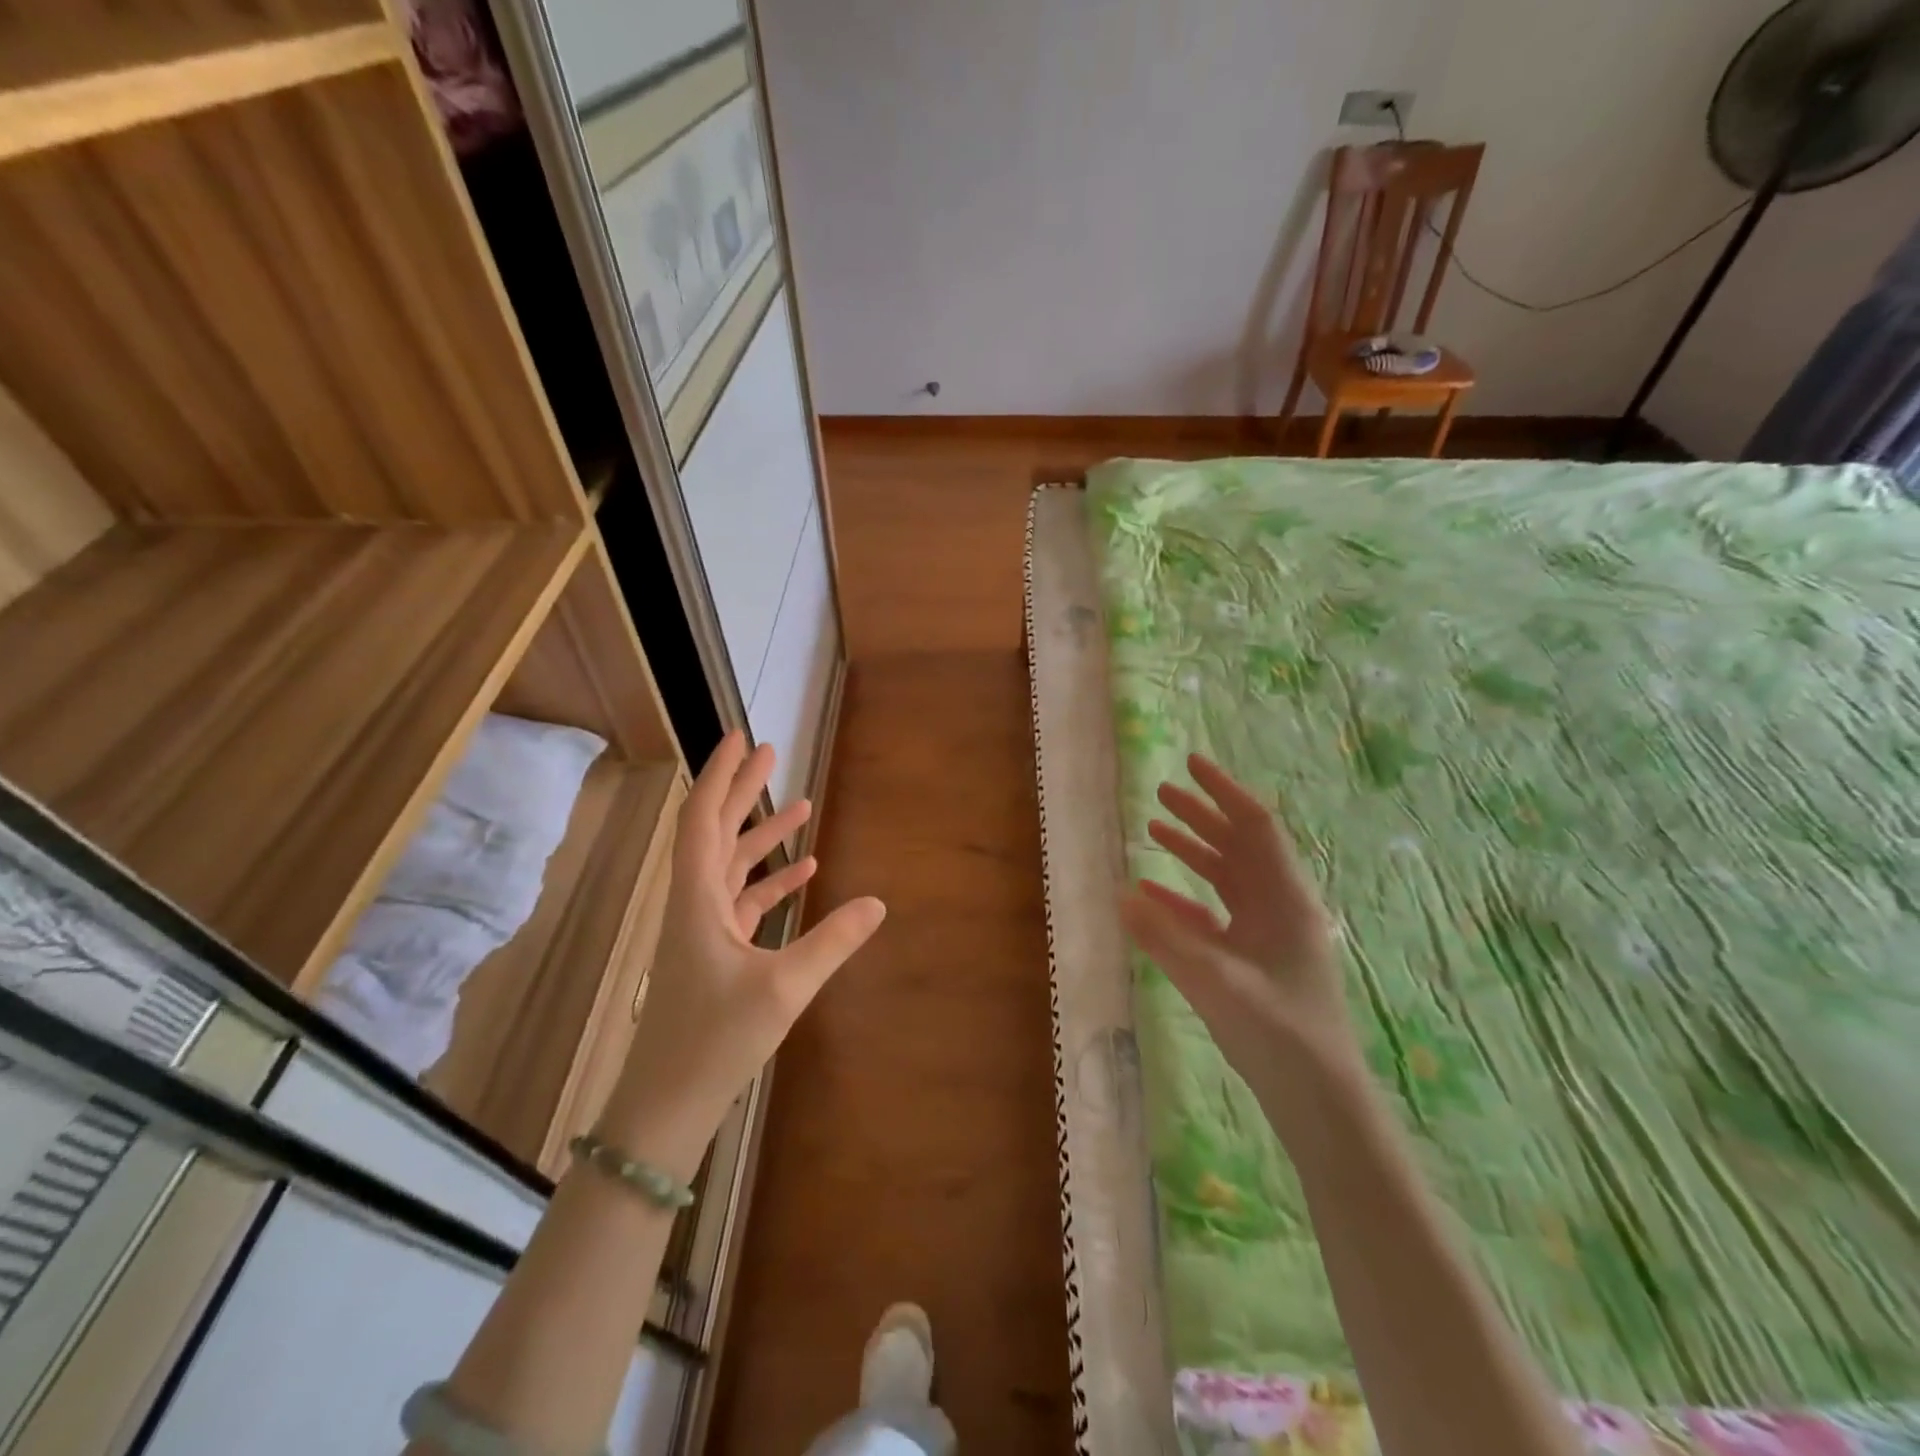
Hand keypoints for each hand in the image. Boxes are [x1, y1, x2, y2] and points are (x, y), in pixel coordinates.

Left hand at [603, 732, 884, 1172]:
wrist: (666, 1106)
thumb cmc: (715, 1041)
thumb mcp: (784, 988)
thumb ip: (832, 941)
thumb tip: (879, 903)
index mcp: (697, 899)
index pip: (703, 819)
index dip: (720, 775)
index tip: (740, 739)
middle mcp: (694, 904)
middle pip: (717, 832)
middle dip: (743, 791)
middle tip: (771, 753)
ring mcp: (703, 929)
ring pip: (732, 866)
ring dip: (762, 835)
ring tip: (800, 805)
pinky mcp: (714, 953)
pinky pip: (743, 901)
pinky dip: (771, 881)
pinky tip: (804, 871)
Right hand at [1119, 753, 1354, 1081]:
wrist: (1319, 1101)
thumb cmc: (1278, 1033)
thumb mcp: (1216, 981)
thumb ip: (1165, 937)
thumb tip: (1121, 894)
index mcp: (1284, 899)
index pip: (1255, 826)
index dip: (1223, 791)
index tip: (1190, 764)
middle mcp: (1278, 907)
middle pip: (1239, 846)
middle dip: (1202, 816)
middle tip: (1161, 794)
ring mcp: (1267, 935)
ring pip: (1227, 878)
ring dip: (1193, 852)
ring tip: (1154, 830)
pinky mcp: (1254, 960)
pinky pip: (1216, 916)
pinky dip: (1185, 901)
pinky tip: (1152, 898)